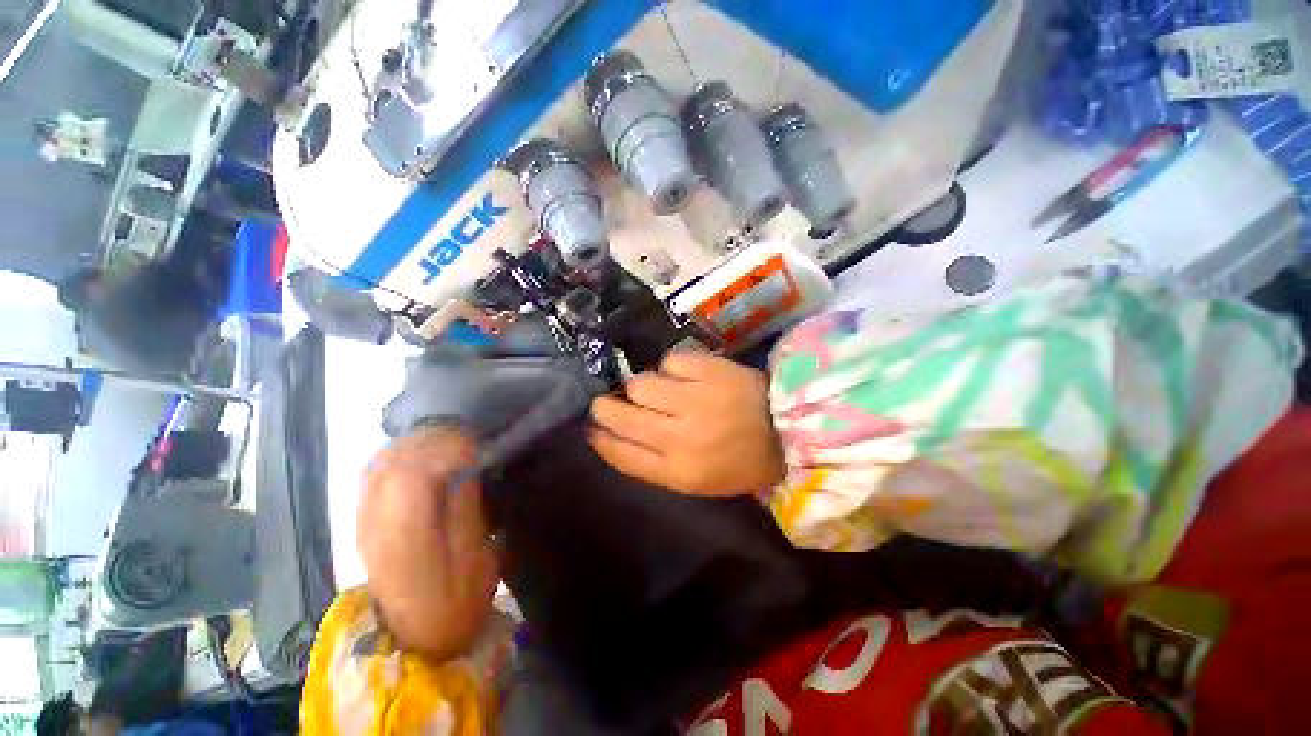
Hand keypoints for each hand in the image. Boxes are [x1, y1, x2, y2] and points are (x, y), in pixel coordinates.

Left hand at [358, 427, 498, 661]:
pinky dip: (402, 452)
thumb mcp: (475, 564)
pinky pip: (375, 470)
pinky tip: (426, 454)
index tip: (478, 449)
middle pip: (393, 462)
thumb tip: (466, 470)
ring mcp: (365, 520)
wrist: (413, 635)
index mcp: (406, 541)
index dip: (447, 452)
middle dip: (436, 442)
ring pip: (381, 461)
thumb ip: (466, 514)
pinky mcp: (364, 518)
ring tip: (452, 444)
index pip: (412, 478)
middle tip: (471, 442)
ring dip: (418, 444)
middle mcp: (377, 524)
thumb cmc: (455, 604)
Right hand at [589, 352, 784, 496]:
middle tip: (606, 401)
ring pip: (640, 384)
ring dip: (641, 385)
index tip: (591, 428)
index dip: (600, 440)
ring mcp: (694, 400)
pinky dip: (672, 367)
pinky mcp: (709, 370)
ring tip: (655, 388)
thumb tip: (616, 437)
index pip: (622, 455)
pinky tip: (684, 375)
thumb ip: (655, 463)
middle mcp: (679, 437)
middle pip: (622, 417)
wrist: (789, 429)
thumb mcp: (697, 480)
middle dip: (605, 408)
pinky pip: (670, 361)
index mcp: (679, 472)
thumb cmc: (740, 461)